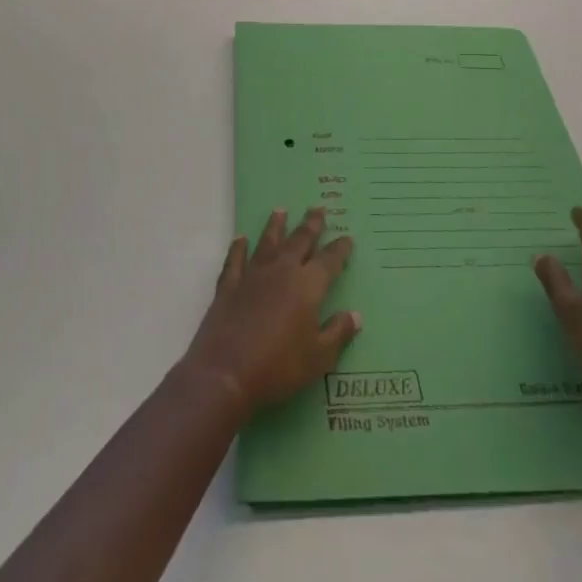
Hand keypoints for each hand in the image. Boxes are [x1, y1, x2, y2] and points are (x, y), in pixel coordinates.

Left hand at [180, 208, 359, 417]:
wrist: (226, 373)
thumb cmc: (279, 367)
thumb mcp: (319, 357)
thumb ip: (338, 332)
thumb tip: (355, 314)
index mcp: (307, 286)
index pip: (329, 260)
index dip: (340, 249)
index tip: (347, 237)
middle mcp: (281, 271)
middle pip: (299, 241)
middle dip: (311, 224)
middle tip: (318, 208)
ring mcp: (252, 275)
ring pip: (267, 243)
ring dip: (275, 226)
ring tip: (280, 210)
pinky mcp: (229, 286)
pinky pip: (235, 260)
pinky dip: (238, 248)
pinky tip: (240, 239)